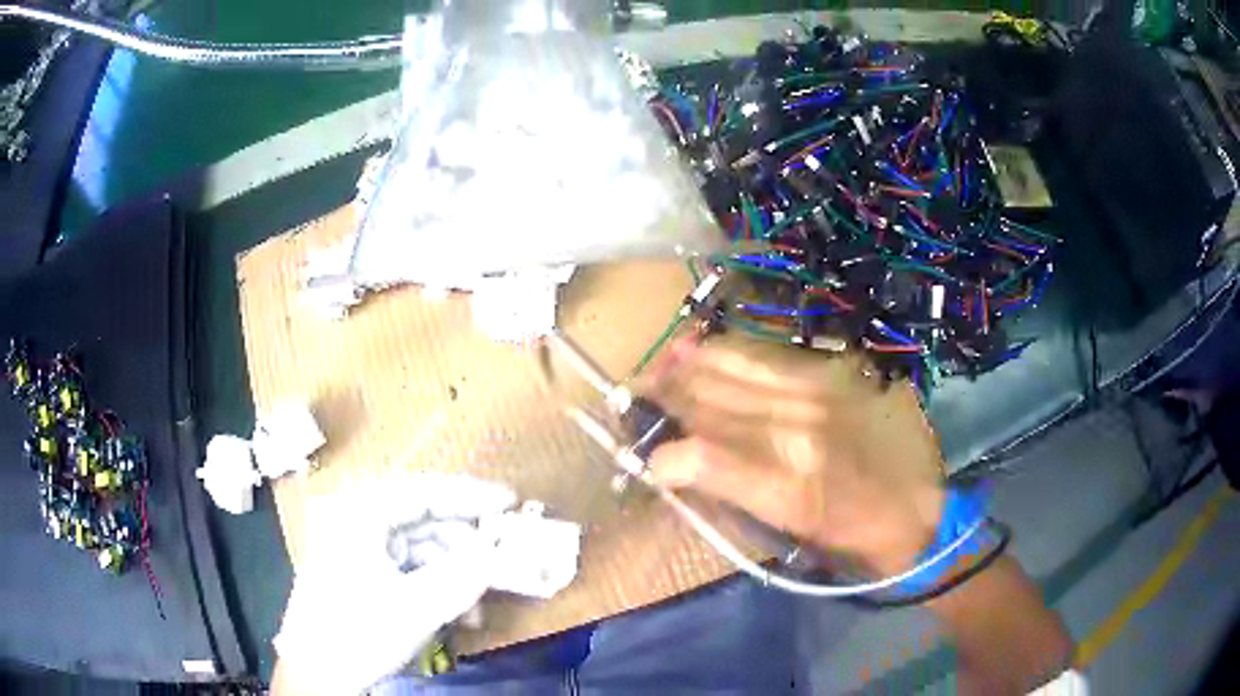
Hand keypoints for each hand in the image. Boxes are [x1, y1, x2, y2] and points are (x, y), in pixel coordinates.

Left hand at [273, 474, 515, 694]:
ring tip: (479, 606)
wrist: (316, 672)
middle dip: (465, 544)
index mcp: (359, 513)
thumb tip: (500, 553)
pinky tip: (457, 612)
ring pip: (419, 545)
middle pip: (422, 518)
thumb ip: (463, 577)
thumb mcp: (415, 607)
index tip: (511, 502)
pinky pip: (408, 566)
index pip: (423, 491)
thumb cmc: (357, 632)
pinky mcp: (361, 569)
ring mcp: (357, 545)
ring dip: (454, 571)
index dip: (470, 495)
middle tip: (502, 559)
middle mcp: (356, 519)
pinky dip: (436, 584)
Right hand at [643, 335, 945, 574]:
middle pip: (710, 403)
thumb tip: (684, 467)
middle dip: (662, 402)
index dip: (663, 458)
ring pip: (731, 371)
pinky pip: (764, 356)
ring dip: (684, 370)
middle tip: (631, 401)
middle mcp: (799, 430)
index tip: (647, 462)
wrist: (919, 503)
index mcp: (790, 488)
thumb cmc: (852, 536)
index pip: (702, 458)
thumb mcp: (791, 533)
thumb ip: (735, 495)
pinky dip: (724, 354)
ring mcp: (817, 392)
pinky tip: (699, 350)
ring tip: (655, 371)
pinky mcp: (831, 372)